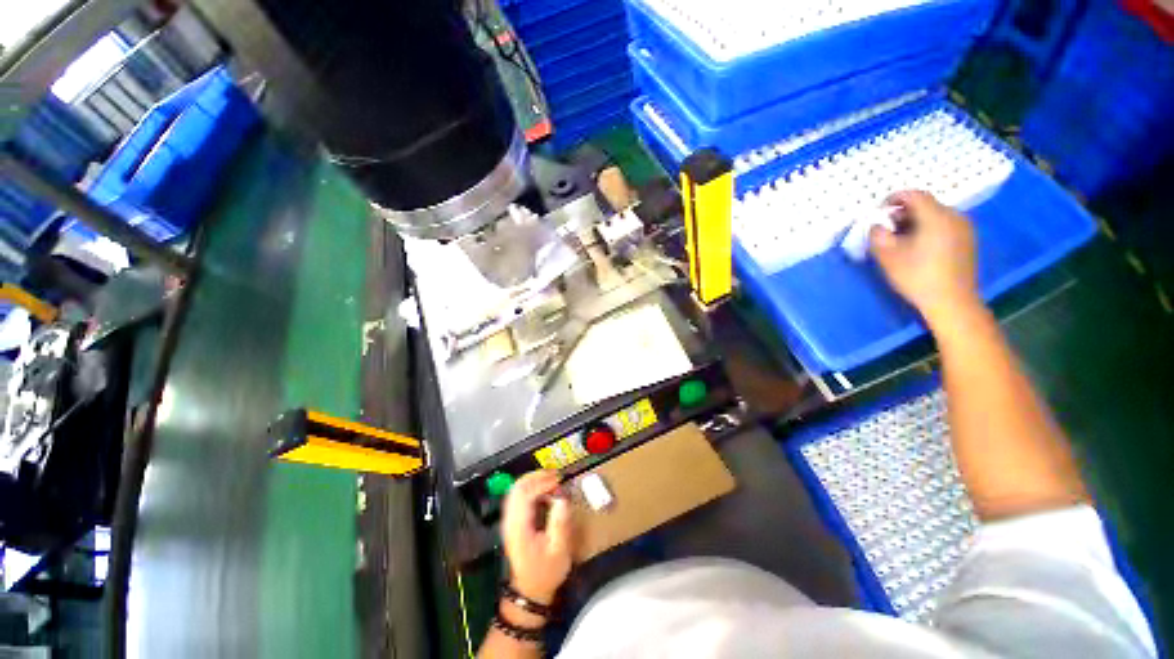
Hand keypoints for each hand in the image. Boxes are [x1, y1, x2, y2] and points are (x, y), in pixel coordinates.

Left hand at [501, 471, 573, 603]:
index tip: (558, 479)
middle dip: (536, 476)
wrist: (529, 593)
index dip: (542, 481)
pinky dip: (531, 489)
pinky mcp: (513, 522)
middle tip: (555, 475)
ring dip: (533, 481)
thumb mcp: (558, 550)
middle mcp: (510, 520)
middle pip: (517, 487)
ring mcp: (509, 521)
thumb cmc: (545, 572)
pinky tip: (544, 492)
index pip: (525, 493)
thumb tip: (562, 499)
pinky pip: (518, 497)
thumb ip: (559, 523)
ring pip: (516, 490)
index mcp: (520, 526)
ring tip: (552, 481)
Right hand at [870, 191, 979, 324]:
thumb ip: (877, 235)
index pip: (914, 195)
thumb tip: (877, 225)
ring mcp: (964, 229)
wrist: (951, 301)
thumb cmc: (917, 276)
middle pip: (926, 205)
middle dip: (903, 213)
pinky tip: (918, 247)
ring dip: (915, 222)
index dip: (894, 198)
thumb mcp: (887, 256)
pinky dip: (928, 230)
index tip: (879, 211)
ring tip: (901, 240)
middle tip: (887, 228)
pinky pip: (944, 226)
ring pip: (935, 216)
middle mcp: (954, 216)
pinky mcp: (967, 241)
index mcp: (936, 216)